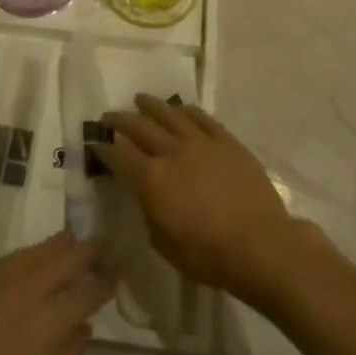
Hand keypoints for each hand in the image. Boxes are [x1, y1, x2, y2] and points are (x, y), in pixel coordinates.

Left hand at [0, 233, 112, 354]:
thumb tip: (83, 326)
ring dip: (57, 246)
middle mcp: (25, 293)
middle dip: (85, 253)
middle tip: (100, 246)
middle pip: (63, 261)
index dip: (105, 281)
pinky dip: (26, 254)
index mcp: (49, 323)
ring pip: (34, 253)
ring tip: (71, 239)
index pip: (86, 292)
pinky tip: (31, 255)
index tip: (118, 272)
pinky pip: (7, 260)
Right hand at [95, 94, 305, 303]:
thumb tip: (146, 194)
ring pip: (170, 114)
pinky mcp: (227, 142)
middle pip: (140, 127)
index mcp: (152, 179)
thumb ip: (149, 212)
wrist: (261, 245)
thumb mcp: (164, 243)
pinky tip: (181, 109)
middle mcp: (172, 153)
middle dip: (120, 120)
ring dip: (151, 106)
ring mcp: (201, 143)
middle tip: (109, 116)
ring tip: (140, 99)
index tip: (95, 143)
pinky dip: (187, 111)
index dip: (104, 149)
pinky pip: (202, 118)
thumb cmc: (208, 255)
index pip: (119, 157)